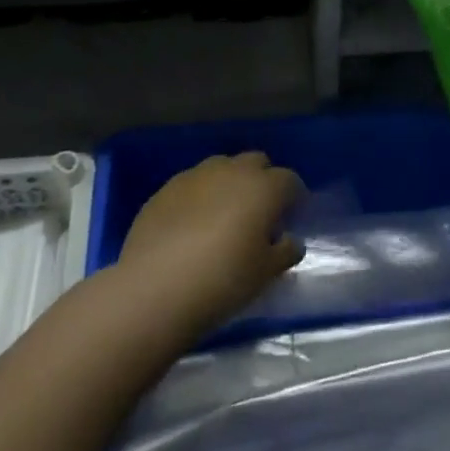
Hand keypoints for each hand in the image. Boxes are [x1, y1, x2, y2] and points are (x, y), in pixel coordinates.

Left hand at [118, 152, 306, 335]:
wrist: (155, 288)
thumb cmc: (223, 280)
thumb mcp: (265, 274)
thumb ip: (284, 252)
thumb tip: (290, 241)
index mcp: (263, 188)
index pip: (289, 180)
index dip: (294, 197)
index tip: (292, 216)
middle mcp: (232, 171)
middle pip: (256, 162)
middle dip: (263, 180)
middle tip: (260, 212)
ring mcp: (195, 176)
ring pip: (222, 167)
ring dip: (230, 183)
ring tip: (224, 215)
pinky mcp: (165, 189)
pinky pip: (192, 184)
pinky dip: (200, 196)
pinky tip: (192, 224)